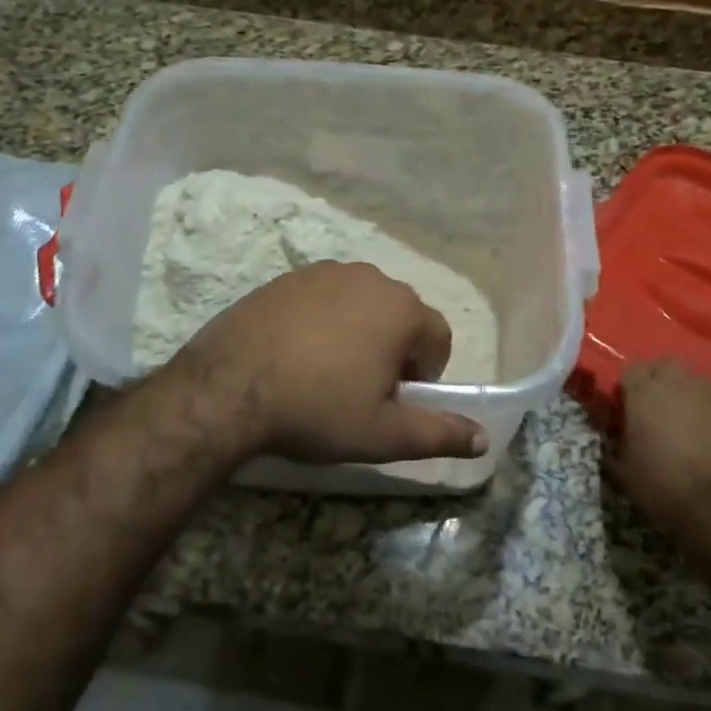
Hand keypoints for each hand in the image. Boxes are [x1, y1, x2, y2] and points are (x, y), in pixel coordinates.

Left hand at [166, 262, 487, 466]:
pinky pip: (324, 298)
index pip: (438, 338)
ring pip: (362, 304)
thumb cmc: (317, 410)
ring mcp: (325, 272)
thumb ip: (439, 434)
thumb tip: (483, 438)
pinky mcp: (288, 277)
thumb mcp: (383, 434)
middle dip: (393, 350)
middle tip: (361, 389)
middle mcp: (369, 277)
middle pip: (400, 316)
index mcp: (400, 309)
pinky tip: (296, 353)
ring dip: (359, 332)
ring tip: (326, 372)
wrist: (228, 388)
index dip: (424, 374)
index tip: (394, 400)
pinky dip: (323, 321)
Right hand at [605, 360, 710, 538]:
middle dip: (660, 379)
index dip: (628, 386)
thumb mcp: (622, 467)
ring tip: (688, 421)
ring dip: (689, 395)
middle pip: (666, 365)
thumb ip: (615, 441)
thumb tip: (613, 434)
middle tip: (658, 406)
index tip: (628, 404)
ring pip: (696, 382)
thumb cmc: (660, 485)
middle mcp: (679, 382)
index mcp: (645, 391)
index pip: (631, 368)